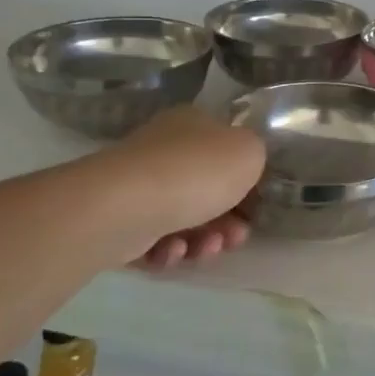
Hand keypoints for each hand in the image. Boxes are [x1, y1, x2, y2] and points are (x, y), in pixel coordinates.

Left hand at [89, 107, 266, 269]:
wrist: (126, 207)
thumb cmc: (196, 172)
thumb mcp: (249, 151)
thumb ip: (255, 155)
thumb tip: (242, 166)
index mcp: (192, 124)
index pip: (225, 149)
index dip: (245, 179)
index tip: (256, 205)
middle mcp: (163, 150)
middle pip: (206, 189)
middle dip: (227, 219)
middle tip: (236, 237)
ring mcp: (138, 186)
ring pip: (183, 218)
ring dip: (203, 239)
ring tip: (206, 249)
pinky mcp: (119, 221)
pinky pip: (154, 239)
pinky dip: (169, 250)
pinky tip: (172, 251)